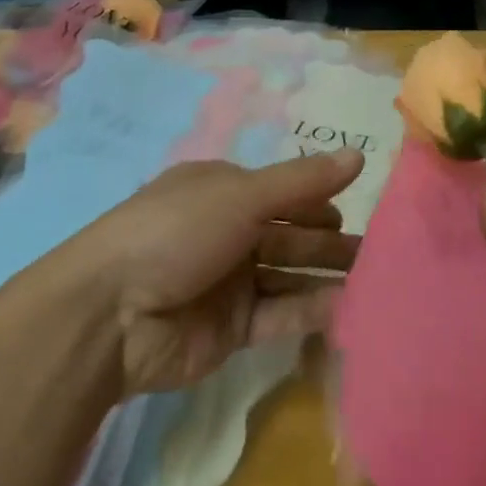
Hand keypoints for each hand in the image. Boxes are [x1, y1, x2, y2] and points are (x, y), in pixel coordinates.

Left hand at [57, 149, 363, 396]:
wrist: (109, 317)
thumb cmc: (177, 232)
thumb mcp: (243, 195)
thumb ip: (304, 181)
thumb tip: (359, 156)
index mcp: (224, 192)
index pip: (284, 192)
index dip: (319, 198)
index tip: (357, 207)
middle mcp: (229, 233)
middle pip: (291, 234)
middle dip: (330, 241)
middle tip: (377, 250)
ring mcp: (229, 282)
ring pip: (290, 274)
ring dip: (326, 275)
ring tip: (373, 279)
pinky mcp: (231, 329)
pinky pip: (279, 313)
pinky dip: (310, 309)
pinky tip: (345, 307)